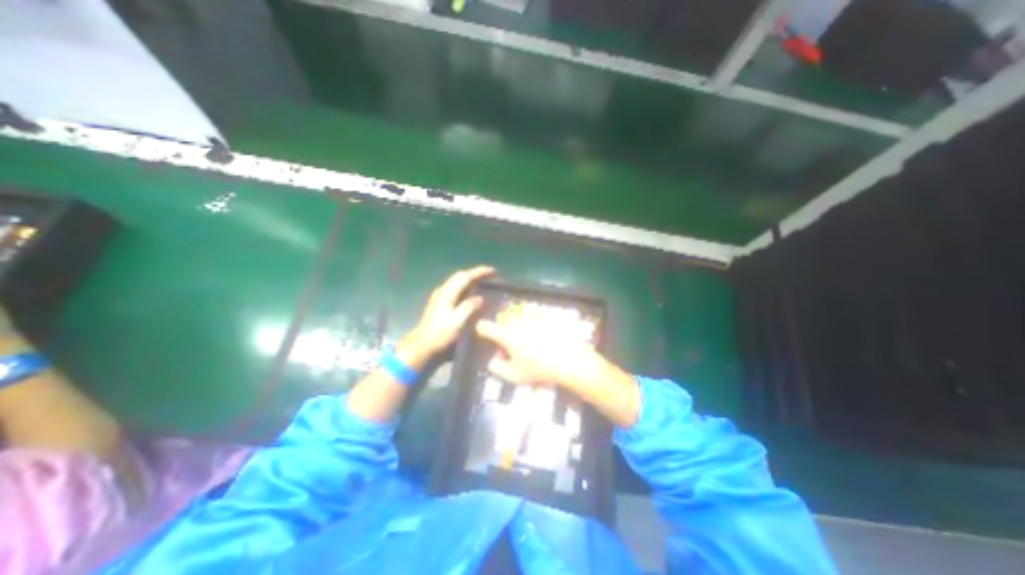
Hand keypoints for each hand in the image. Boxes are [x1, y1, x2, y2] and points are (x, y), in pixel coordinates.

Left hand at [399, 266, 493, 368]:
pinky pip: (455, 288)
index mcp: (447, 294)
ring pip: (457, 281)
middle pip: (460, 276)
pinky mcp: (439, 302)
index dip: (479, 272)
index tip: (493, 271)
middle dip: (475, 273)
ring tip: (483, 281)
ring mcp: (439, 296)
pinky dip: (465, 286)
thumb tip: (480, 298)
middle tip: (490, 275)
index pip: (465, 277)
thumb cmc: (440, 335)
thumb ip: (468, 308)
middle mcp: (442, 291)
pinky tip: (471, 292)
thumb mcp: (457, 323)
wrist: (422, 345)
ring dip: (470, 278)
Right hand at [477, 320, 596, 389]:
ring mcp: (531, 317)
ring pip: (517, 321)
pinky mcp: (544, 317)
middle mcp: (516, 321)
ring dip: (518, 331)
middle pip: (502, 324)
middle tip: (511, 351)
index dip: (481, 330)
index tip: (484, 335)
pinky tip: (541, 339)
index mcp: (505, 334)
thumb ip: (496, 367)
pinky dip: (533, 326)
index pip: (484, 326)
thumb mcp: (513, 375)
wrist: (568, 359)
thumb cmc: (538, 369)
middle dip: (502, 336)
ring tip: (528, 346)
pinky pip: (533, 318)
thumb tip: (493, 360)